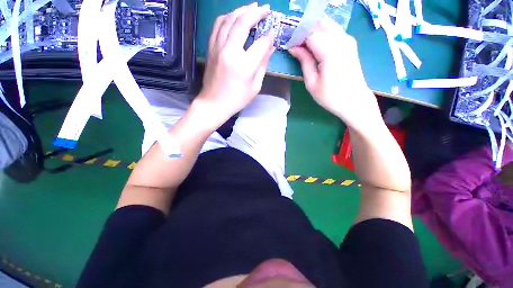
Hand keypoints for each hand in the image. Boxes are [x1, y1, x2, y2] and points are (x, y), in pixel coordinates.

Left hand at [196, 3, 274, 124]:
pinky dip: (227, 17)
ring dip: (241, 10)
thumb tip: (270, 47)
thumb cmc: (237, 99)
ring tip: (252, 7)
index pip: (260, 43)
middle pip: (243, 23)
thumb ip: (263, 65)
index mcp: (244, 65)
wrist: (214, 103)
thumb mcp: (255, 87)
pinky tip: (234, 16)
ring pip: (229, 19)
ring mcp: (217, 47)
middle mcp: (230, 51)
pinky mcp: (210, 48)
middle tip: (266, 8)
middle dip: (256, 12)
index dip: (269, 37)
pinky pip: (218, 25)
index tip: (273, 34)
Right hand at [289, 19, 378, 127]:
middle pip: (319, 24)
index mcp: (329, 51)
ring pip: (327, 24)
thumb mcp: (312, 82)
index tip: (291, 48)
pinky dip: (323, 33)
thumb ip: (304, 61)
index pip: (309, 34)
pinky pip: (334, 30)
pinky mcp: (350, 43)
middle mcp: (340, 40)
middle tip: (298, 46)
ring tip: (306, 45)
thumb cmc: (330, 96)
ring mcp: (348, 40)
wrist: (354, 101)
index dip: (298, 38)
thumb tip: (293, 48)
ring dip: (314, 31)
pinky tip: (318, 45)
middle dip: (306, 31)